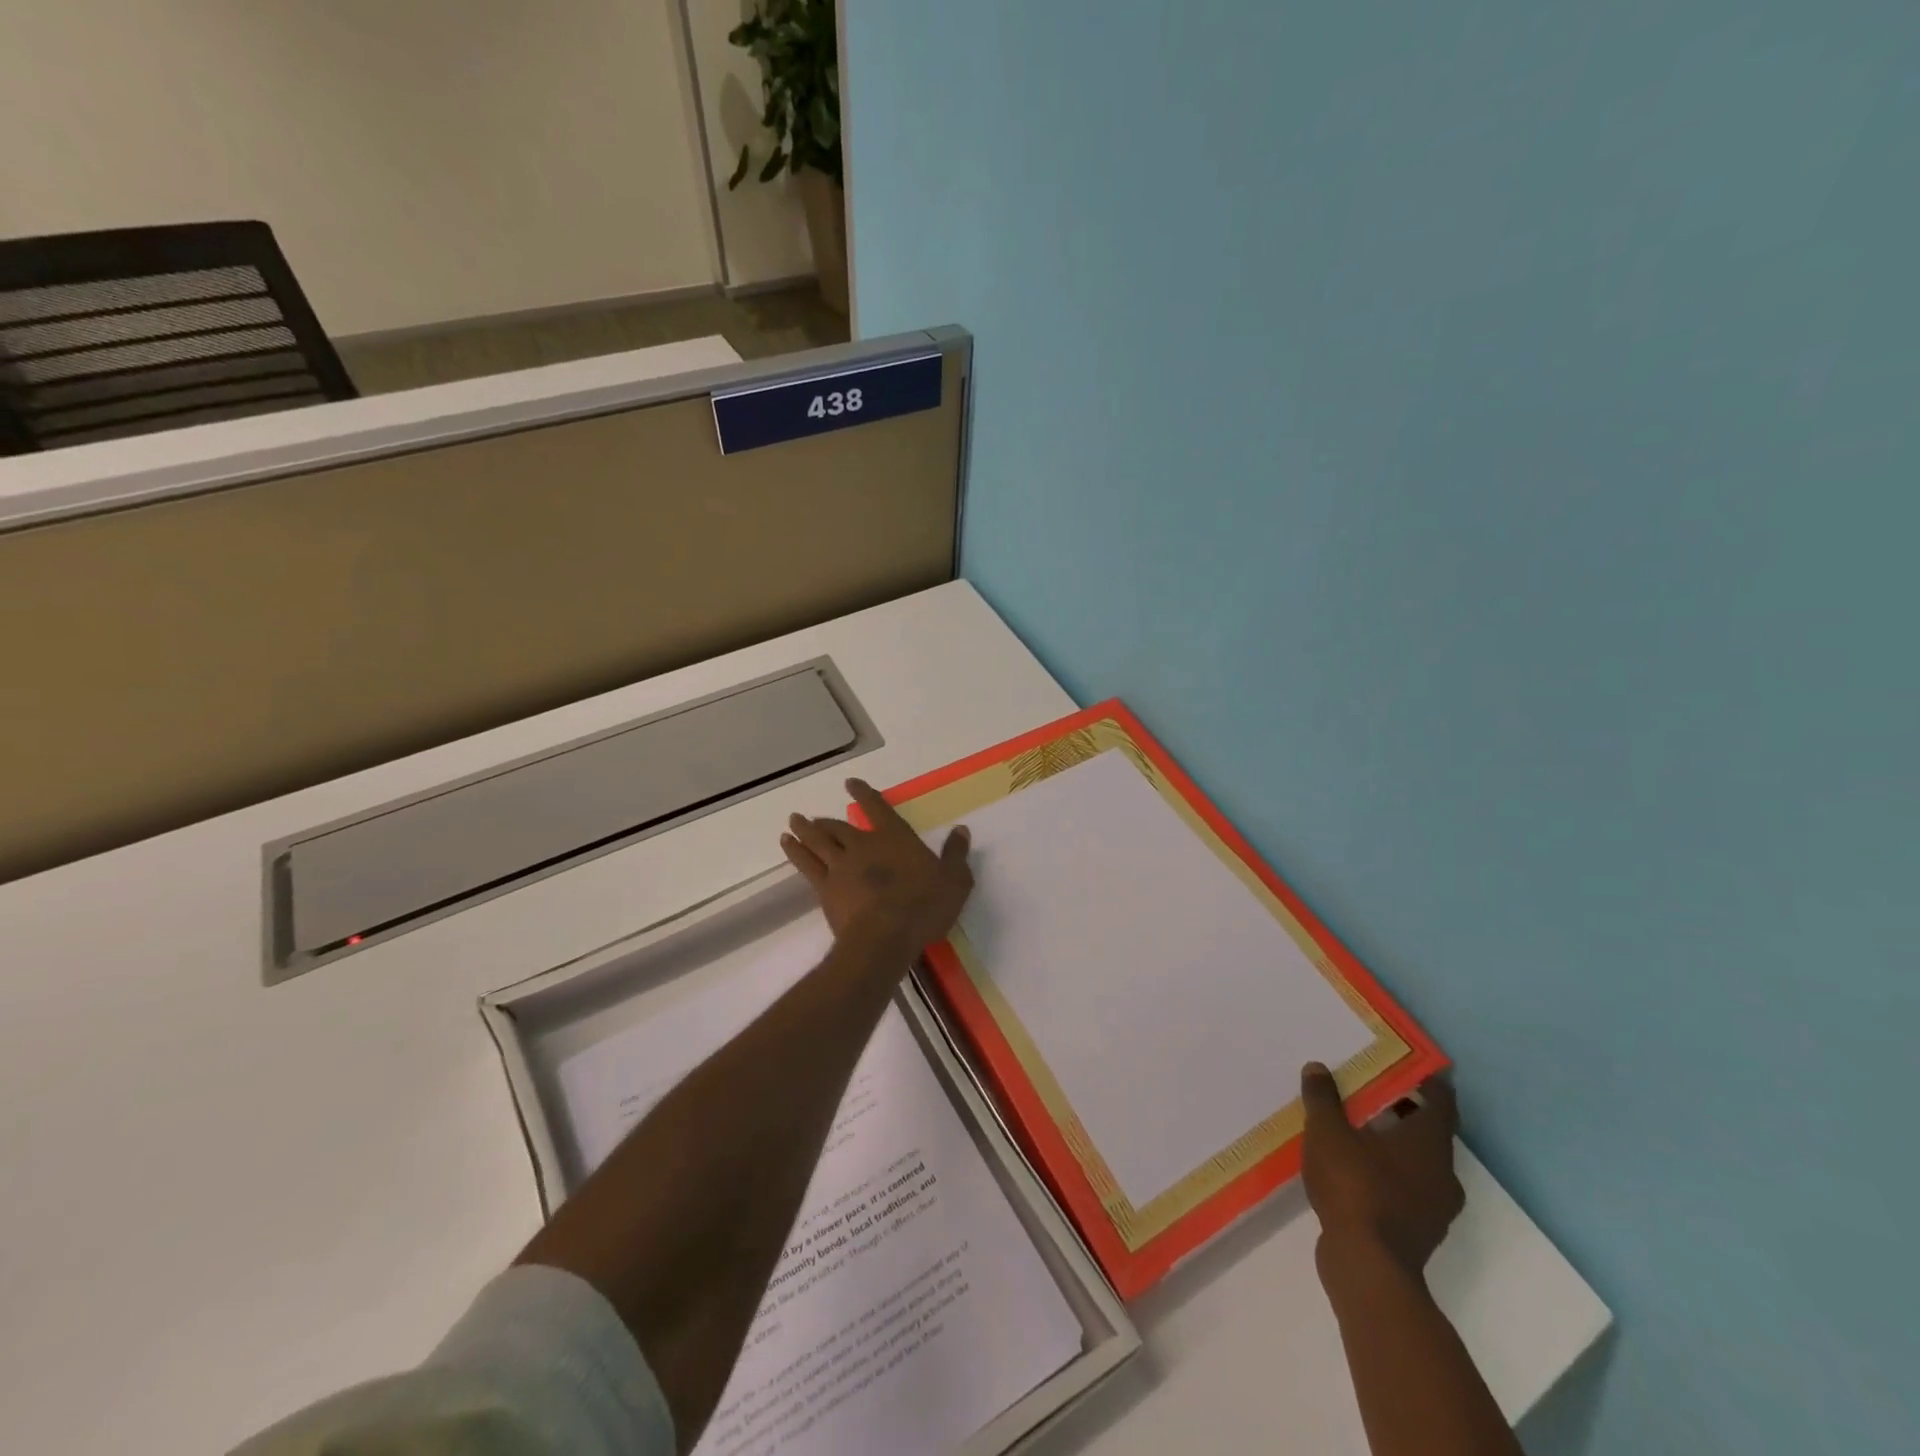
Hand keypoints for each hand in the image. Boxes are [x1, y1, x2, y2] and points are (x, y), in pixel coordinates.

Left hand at [781, 779, 973, 950]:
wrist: (885, 937)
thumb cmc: (924, 906)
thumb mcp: (954, 881)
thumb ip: (955, 854)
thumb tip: (962, 830)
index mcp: (894, 838)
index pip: (877, 807)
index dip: (864, 794)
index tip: (850, 783)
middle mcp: (863, 845)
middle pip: (839, 826)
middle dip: (827, 819)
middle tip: (814, 816)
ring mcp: (841, 866)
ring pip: (817, 841)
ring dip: (804, 830)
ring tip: (793, 822)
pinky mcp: (825, 888)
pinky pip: (806, 864)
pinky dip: (795, 852)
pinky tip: (788, 846)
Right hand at [1300, 1062, 1464, 1283]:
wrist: (1369, 1267)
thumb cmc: (1355, 1187)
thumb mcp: (1328, 1132)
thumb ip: (1323, 1098)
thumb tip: (1318, 1069)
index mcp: (1430, 1144)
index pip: (1441, 1102)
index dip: (1426, 1081)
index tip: (1403, 1065)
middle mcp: (1443, 1173)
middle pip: (1429, 1132)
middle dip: (1401, 1112)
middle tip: (1367, 1093)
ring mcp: (1435, 1207)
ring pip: (1418, 1164)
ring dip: (1393, 1146)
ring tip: (1355, 1131)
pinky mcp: (1419, 1232)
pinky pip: (1407, 1190)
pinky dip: (1387, 1174)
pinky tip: (1354, 1171)